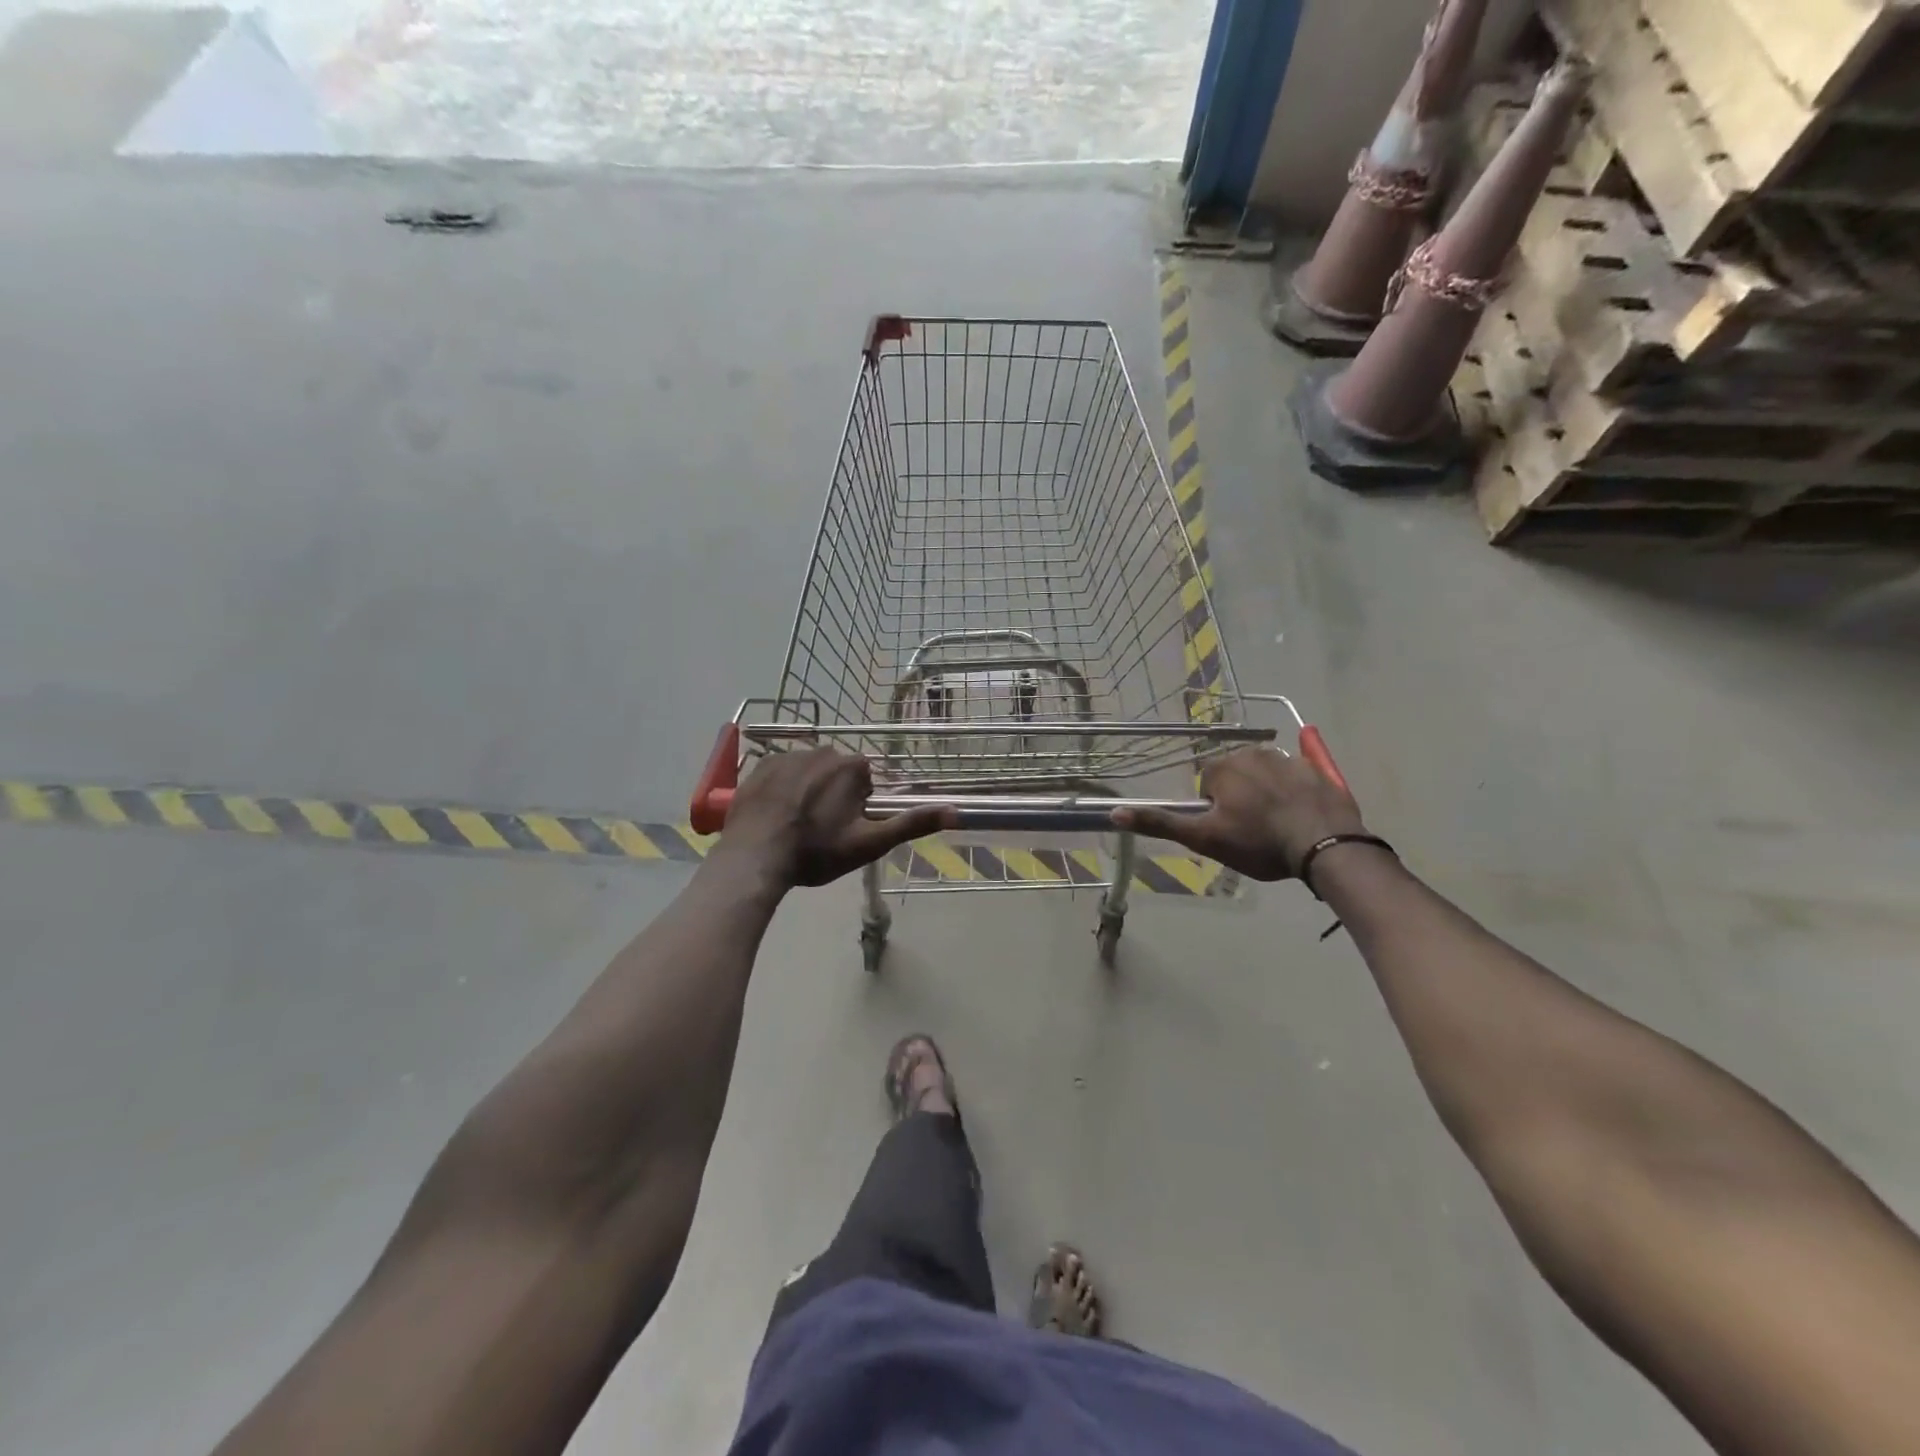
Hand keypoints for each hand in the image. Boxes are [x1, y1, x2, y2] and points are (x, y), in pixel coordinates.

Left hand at [717, 747, 953, 888]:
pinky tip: (775, 815)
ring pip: (809, 771)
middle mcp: (822, 750)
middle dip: (834, 796)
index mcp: (851, 767)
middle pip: (837, 773)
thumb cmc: (816, 852)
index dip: (858, 805)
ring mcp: (787, 755)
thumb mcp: (869, 843)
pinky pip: (781, 772)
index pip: (865, 780)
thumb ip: (911, 824)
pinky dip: (782, 789)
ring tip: (795, 825)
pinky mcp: (760, 765)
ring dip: (808, 791)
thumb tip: (955, 811)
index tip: (845, 828)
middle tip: (821, 831)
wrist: (755, 857)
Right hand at [1112, 741, 1364, 880]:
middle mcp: (1252, 752)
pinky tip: (1303, 816)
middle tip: (1252, 831)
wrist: (1325, 844)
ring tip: (1278, 827)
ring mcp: (1288, 759)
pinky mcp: (1317, 770)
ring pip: (1266, 775)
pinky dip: (1296, 792)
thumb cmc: (1258, 842)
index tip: (1229, 831)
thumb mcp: (1204, 838)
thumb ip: (1160, 823)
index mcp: (1223, 767)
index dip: (1215, 809)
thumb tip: (1114, 813)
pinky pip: (1298, 777)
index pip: (1208, 784)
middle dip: (1240, 798)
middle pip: (1237, 775)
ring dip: (1267, 794)